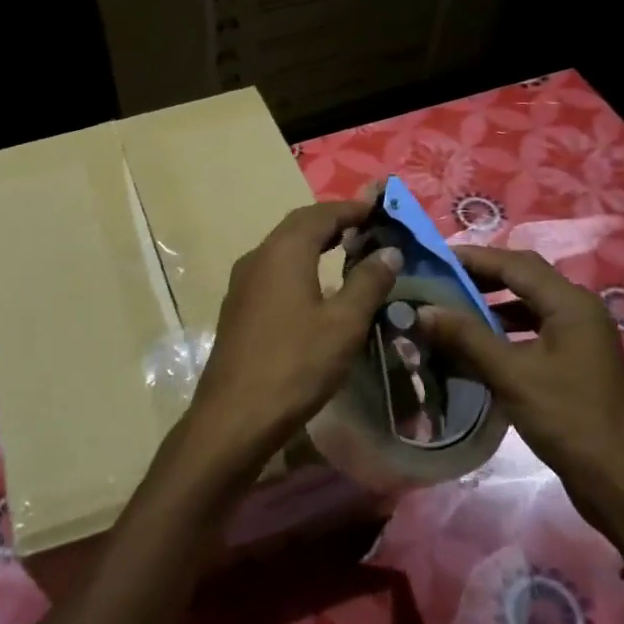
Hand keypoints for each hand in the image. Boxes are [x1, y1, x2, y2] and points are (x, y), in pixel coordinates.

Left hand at [165, 200, 401, 499]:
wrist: (234, 415)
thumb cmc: (295, 365)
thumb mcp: (344, 324)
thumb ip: (368, 282)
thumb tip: (389, 252)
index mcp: (283, 252)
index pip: (320, 214)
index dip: (352, 209)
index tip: (380, 209)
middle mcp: (258, 257)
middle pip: (298, 226)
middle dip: (332, 222)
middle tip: (366, 227)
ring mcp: (242, 283)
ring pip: (283, 249)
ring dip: (314, 243)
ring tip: (347, 251)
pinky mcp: (238, 307)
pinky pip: (273, 271)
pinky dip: (299, 265)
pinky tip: (315, 287)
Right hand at [418, 246, 623, 550]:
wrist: (622, 483)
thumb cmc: (569, 420)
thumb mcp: (512, 375)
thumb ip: (466, 337)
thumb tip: (422, 309)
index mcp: (571, 303)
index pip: (515, 264)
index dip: (472, 258)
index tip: (432, 259)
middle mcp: (578, 311)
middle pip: (523, 280)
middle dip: (480, 278)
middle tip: (437, 281)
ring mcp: (578, 339)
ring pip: (527, 307)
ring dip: (490, 306)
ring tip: (448, 310)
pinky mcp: (573, 364)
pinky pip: (531, 333)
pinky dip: (502, 332)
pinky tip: (474, 346)